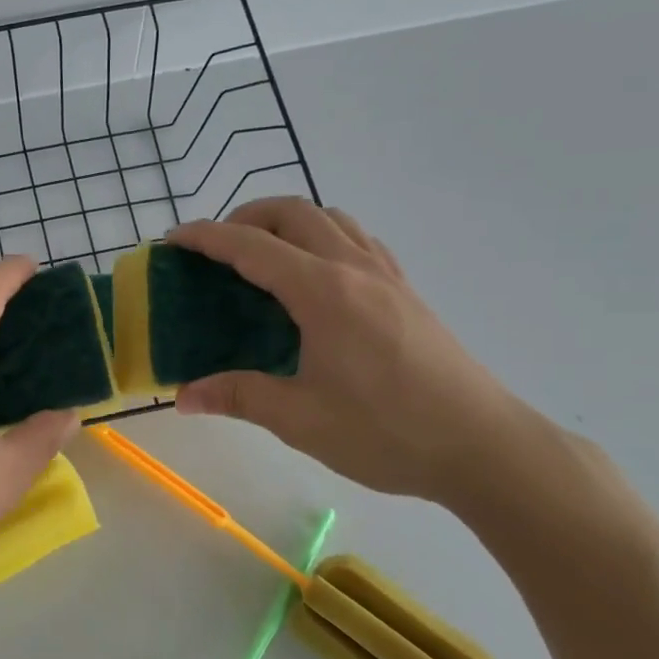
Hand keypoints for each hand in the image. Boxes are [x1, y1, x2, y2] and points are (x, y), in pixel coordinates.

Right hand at [169, 200, 536, 506]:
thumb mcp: (300, 419)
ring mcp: (387, 276)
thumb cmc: (387, 432)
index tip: (173, 240)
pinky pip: (358, 240)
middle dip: (246, 217)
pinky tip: (315, 276)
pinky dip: (323, 237)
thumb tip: (183, 397)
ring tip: (262, 255)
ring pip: (331, 218)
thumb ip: (238, 396)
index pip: (252, 247)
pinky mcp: (407, 292)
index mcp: (323, 292)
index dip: (206, 237)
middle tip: (216, 249)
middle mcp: (355, 269)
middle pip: (294, 212)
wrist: (484, 446)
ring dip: (288, 222)